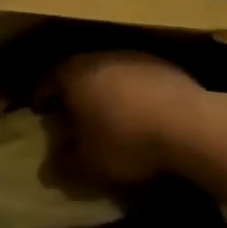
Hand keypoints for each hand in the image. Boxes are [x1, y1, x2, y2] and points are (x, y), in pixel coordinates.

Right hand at [53, 50, 208, 184]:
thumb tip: (46, 171)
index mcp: (72, 74)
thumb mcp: (89, 163)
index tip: (39, 112)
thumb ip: (64, 165)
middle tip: (72, 117)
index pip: (46, 81)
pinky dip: (133, 94)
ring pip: (108, 73)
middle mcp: (98, 57)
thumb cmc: (126, 140)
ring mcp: (132, 56)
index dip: (40, 98)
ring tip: (109, 118)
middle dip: (73, 94)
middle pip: (77, 73)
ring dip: (105, 93)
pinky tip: (142, 115)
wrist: (187, 123)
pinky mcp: (161, 64)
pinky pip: (136, 78)